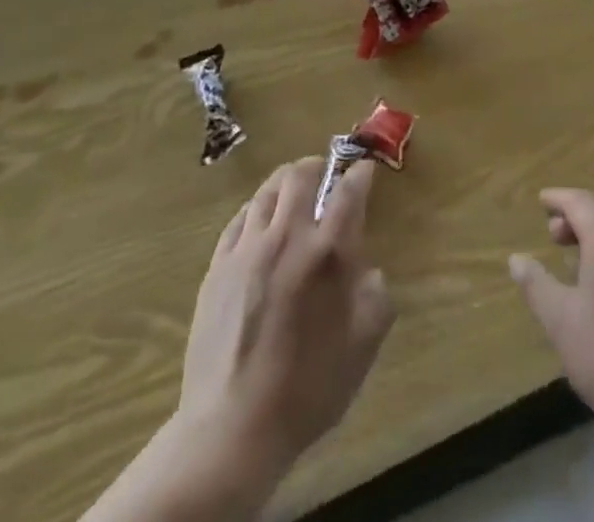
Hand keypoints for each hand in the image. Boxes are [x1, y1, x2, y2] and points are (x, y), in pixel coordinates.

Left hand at [176, 156, 394, 477]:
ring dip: (284, 183)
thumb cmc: (307, 389)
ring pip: (266, 192)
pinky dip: (255, 210)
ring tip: (292, 191)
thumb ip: (375, 299)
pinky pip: (238, 220)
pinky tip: (259, 222)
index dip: (360, 173)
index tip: (365, 169)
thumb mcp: (361, 349)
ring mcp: (247, 249)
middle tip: (324, 173)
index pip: (348, 192)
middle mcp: (287, 237)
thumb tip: (369, 272)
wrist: (232, 428)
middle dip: (316, 166)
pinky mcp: (218, 266)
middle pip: (299, 176)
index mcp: (328, 253)